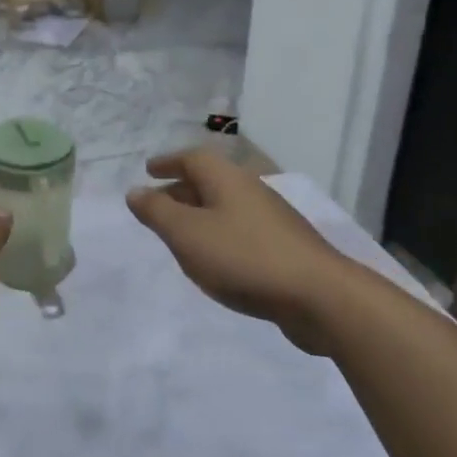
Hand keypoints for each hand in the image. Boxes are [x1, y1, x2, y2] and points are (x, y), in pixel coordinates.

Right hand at [127, 149, 352, 352]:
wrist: (321, 297)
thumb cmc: (243, 258)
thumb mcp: (187, 234)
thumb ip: (157, 212)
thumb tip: (134, 191)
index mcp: (226, 179)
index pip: (192, 158)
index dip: (167, 163)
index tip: (148, 170)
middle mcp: (251, 190)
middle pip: (210, 181)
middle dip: (181, 190)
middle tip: (157, 204)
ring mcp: (273, 219)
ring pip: (227, 206)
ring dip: (201, 214)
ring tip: (181, 234)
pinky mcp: (286, 247)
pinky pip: (242, 230)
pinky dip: (220, 235)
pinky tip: (216, 259)